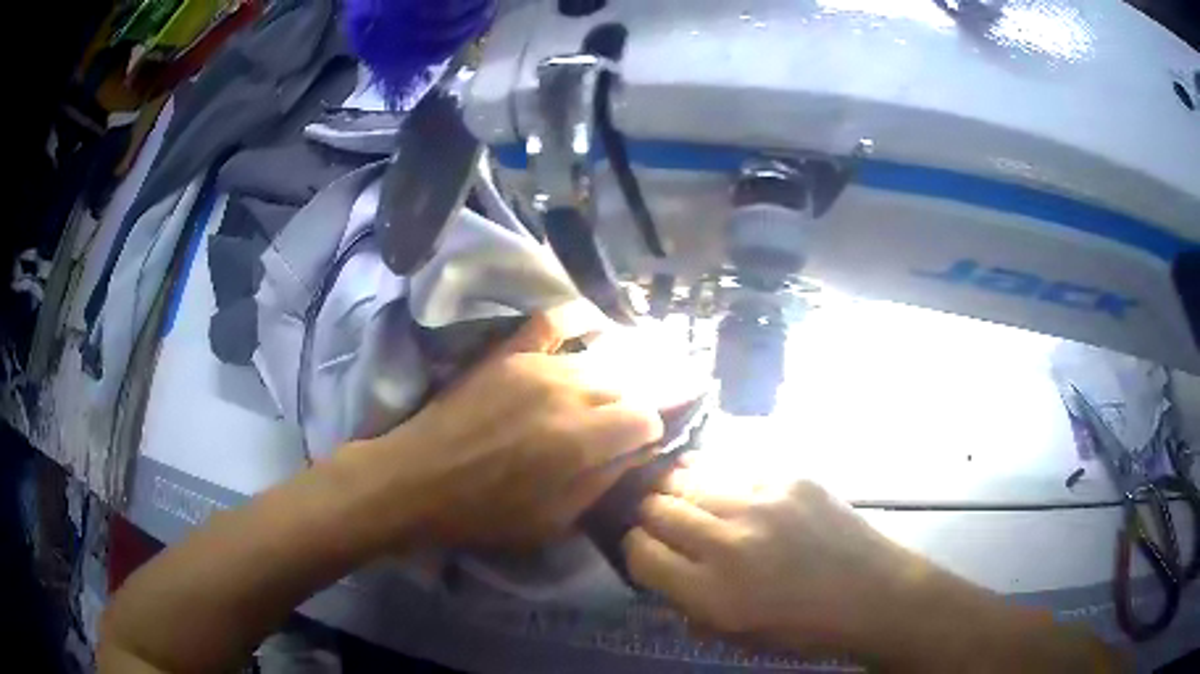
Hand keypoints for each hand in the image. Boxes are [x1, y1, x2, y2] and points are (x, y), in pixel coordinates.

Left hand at [368, 310, 664, 548]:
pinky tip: (596, 326)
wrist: (417, 481)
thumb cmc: (485, 514)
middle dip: (640, 401)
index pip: (647, 418)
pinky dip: (579, 319)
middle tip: (636, 417)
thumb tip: (639, 450)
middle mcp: (569, 393)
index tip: (641, 445)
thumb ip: (603, 481)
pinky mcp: (510, 352)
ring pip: (600, 359)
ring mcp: (537, 365)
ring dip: (617, 374)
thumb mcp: (554, 520)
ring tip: (622, 385)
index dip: (651, 432)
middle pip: (629, 384)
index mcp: (583, 441)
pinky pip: (553, 320)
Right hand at [623, 475, 932, 658]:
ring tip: (682, 495)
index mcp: (711, 592)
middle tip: (658, 521)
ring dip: (675, 488)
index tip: (646, 552)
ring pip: (686, 476)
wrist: (872, 592)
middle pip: (655, 507)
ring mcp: (760, 500)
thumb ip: (686, 602)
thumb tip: (659, 566)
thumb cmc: (802, 627)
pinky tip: (725, 487)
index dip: (634, 550)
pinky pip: (731, 465)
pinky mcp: (788, 475)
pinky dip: (716, 476)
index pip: (639, 552)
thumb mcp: (732, 635)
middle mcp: (728, 540)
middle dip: (648, 515)